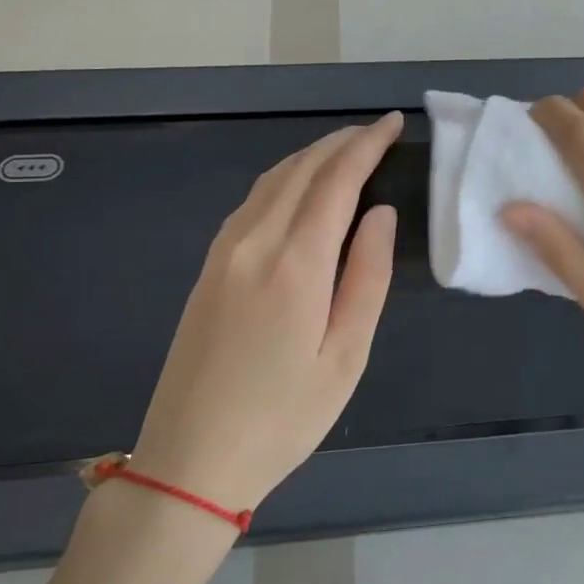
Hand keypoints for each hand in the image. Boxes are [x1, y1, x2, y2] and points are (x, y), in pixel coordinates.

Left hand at [130, 113, 401, 509]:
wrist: (189, 461)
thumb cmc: (283, 417)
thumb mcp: (345, 357)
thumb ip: (366, 276)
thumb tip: (380, 213)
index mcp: (295, 264)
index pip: (336, 182)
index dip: (367, 145)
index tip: (393, 123)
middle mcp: (254, 243)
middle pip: (300, 170)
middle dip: (341, 143)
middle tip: (377, 131)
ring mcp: (223, 253)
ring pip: (271, 181)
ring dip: (311, 156)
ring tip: (346, 150)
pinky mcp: (208, 268)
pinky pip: (252, 202)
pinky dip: (283, 179)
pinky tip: (299, 188)